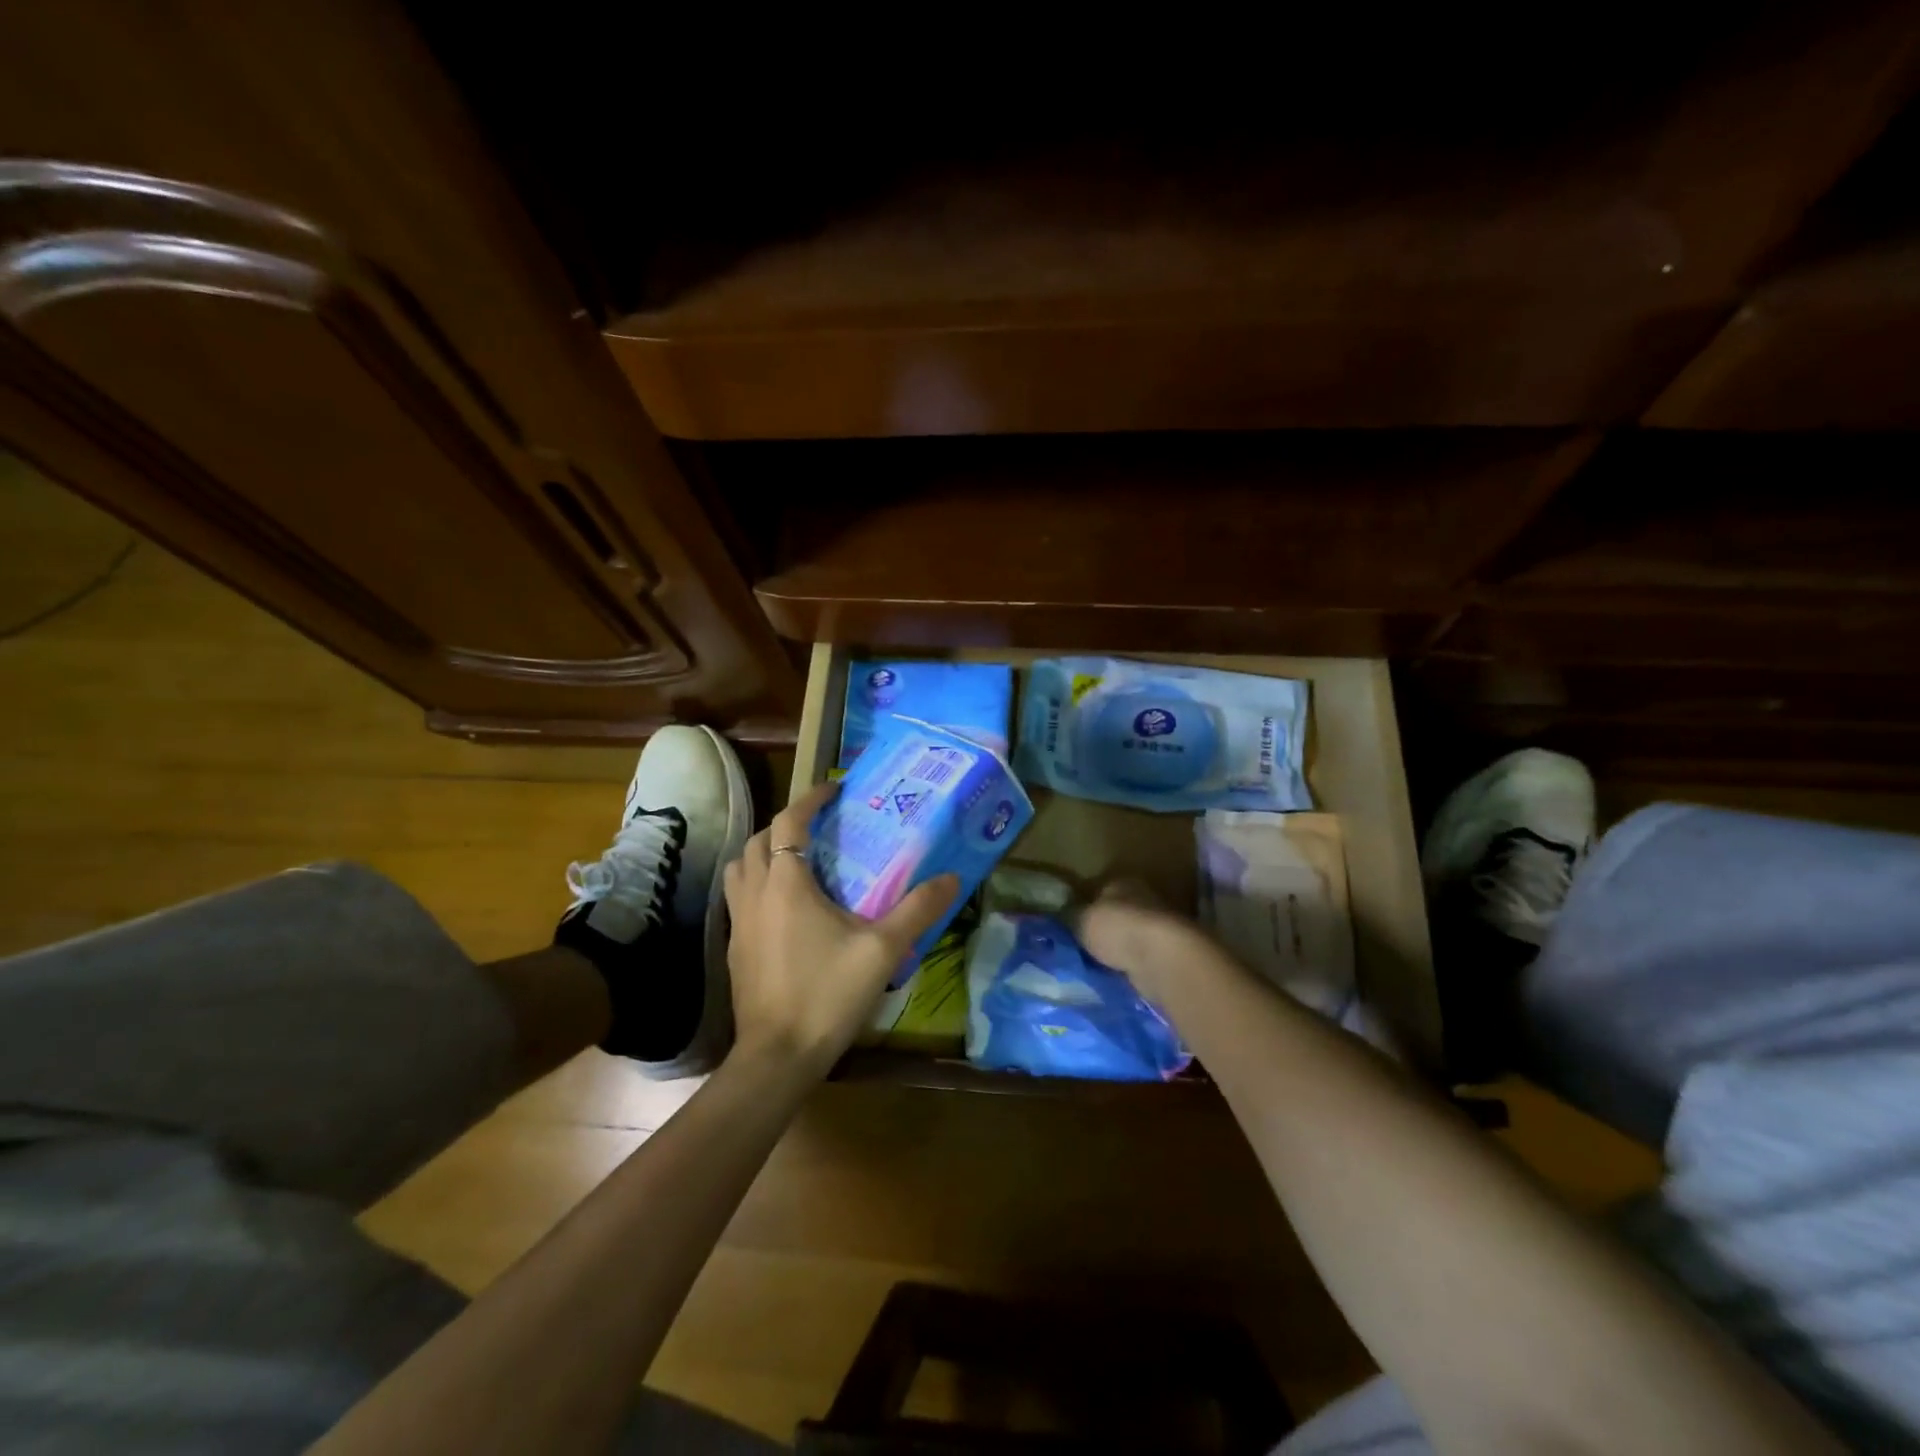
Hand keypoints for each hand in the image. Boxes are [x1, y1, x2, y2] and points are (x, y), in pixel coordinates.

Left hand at [722, 782, 959, 1078]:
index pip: (789, 822)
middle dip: (786, 825)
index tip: (833, 790)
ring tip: (797, 861)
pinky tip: (785, 909)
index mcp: (786, 884)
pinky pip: (740, 899)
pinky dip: (758, 885)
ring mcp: (739, 923)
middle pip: (758, 841)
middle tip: (819, 827)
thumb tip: (952, 878)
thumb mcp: (882, 950)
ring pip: (740, 869)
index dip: (809, 800)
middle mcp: (755, 895)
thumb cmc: (828, 994)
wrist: (777, 1057)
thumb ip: (917, 911)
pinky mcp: (735, 949)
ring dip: (764, 853)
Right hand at [1073, 879, 1212, 1009]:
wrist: (1162, 960)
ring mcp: (1159, 928)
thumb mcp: (1080, 919)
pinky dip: (1131, 967)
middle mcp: (1143, 899)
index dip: (1085, 906)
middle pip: (1117, 914)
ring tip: (1096, 966)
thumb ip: (1069, 917)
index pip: (1099, 890)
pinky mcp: (1168, 955)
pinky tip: (1116, 977)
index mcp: (1122, 883)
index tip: (1071, 924)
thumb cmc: (1118, 929)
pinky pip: (1141, 960)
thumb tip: (1058, 917)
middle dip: (1103, 929)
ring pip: (1130, 938)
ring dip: (1118, 950)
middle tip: (1081, 948)